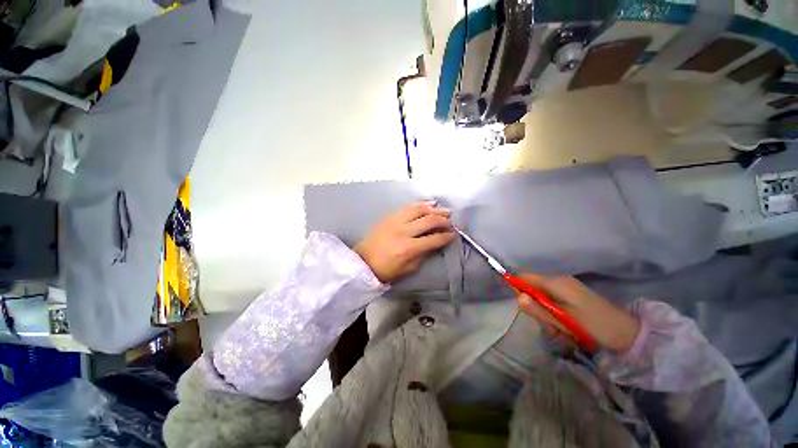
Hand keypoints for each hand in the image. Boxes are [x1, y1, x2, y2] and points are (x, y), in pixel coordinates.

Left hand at [355, 202, 455, 282]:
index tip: (454, 234)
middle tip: (450, 221)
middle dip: (443, 220)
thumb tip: (435, 243)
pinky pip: (407, 207)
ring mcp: (395, 221)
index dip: (447, 236)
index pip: (434, 239)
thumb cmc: (386, 269)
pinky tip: (427, 204)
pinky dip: (419, 204)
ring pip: (418, 209)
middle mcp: (403, 231)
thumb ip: (423, 254)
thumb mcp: (409, 268)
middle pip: (428, 220)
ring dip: (433, 208)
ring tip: (443, 210)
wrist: (363, 262)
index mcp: (409, 248)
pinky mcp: (389, 217)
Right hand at [515, 274, 639, 351]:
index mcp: (555, 282)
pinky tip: (565, 327)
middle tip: (548, 324)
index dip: (517, 288)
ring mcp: (565, 287)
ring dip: (545, 314)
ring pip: (540, 298)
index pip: (524, 277)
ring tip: (560, 329)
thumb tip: (518, 297)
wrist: (626, 333)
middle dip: (534, 307)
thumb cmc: (594, 325)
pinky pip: (551, 301)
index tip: (524, 306)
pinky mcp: (570, 295)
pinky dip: (553, 314)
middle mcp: (558, 280)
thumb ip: (539, 309)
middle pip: (531, 288)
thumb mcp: (564, 321)